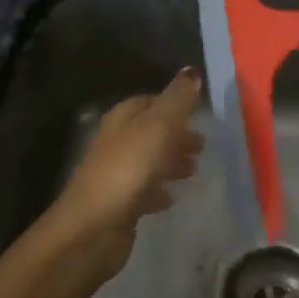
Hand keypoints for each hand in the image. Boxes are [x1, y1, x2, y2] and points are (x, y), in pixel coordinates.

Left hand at [48, 69, 204, 275]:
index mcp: (122, 119)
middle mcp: (116, 142)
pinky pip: (145, 190)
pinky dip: (160, 190)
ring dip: (171, 162)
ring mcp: (116, 174)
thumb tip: (191, 70)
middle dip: (176, 135)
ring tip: (195, 170)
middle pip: (150, 132)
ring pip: (149, 160)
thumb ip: (177, 100)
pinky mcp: (120, 204)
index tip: (199, 113)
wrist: (94, 227)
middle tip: (203, 146)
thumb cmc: (129, 169)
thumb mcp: (159, 127)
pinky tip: (173, 198)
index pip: (148, 101)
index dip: (173, 104)